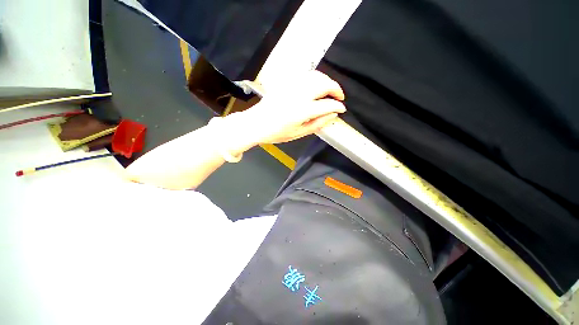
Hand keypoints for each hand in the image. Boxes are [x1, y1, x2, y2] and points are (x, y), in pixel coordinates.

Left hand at [240, 70, 345, 143]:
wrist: (256, 123)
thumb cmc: (276, 132)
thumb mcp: (298, 133)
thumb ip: (317, 124)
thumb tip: (332, 115)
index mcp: (303, 110)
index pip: (327, 105)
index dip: (338, 106)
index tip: (342, 109)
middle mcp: (299, 94)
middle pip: (325, 84)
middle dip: (336, 89)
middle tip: (339, 97)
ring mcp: (292, 86)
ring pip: (316, 76)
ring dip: (327, 81)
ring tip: (330, 91)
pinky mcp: (287, 82)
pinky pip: (306, 75)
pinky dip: (316, 78)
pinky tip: (317, 86)